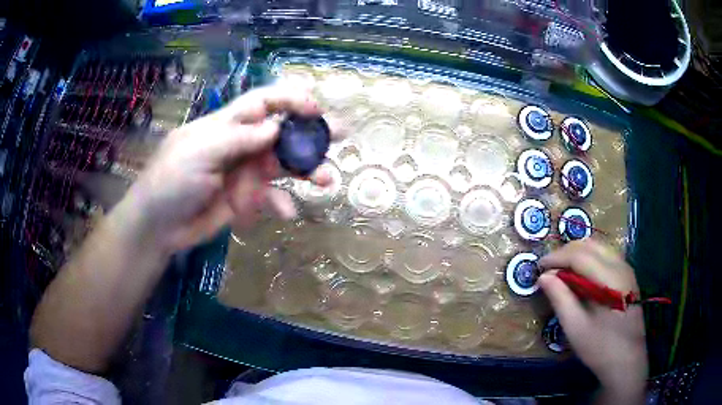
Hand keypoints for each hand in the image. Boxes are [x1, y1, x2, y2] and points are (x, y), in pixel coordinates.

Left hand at [126, 84, 339, 251]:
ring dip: (306, 171)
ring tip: (326, 180)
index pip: (263, 102)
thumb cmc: (171, 181)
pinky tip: (286, 213)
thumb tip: (275, 128)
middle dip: (310, 132)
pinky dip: (281, 204)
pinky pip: (271, 198)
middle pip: (282, 132)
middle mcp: (241, 144)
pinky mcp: (246, 199)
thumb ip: (237, 139)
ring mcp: (245, 173)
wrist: (158, 227)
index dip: (290, 100)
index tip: (315, 108)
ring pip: (283, 165)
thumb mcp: (199, 152)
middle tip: (340, 134)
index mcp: (227, 124)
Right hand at [538, 239, 646, 402]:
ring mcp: (626, 268)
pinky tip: (581, 275)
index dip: (556, 257)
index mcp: (610, 278)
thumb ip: (560, 299)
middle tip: (548, 269)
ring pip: (598, 247)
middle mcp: (620, 266)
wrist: (627, 360)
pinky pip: (606, 255)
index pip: (579, 255)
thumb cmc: (601, 348)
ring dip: (577, 253)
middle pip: (590, 245)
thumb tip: (543, 277)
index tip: (538, 267)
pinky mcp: (627, 275)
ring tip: (561, 271)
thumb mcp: (576, 328)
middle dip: (566, 252)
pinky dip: (589, 258)